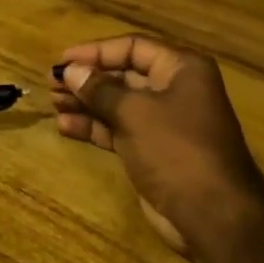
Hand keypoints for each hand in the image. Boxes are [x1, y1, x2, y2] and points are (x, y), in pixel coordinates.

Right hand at [52, 35, 263, 257]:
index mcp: (181, 69)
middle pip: (124, 74)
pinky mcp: (153, 150)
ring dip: (86, 102)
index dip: (95, 52)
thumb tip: (70, 71)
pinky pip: (119, 129)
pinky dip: (94, 126)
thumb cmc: (176, 149)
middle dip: (87, 78)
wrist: (212, 215)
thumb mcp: (134, 113)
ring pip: (118, 104)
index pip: (132, 47)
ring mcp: (164, 122)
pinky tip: (65, 126)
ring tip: (52, 103)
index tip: (62, 60)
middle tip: (51, 83)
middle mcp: (175, 89)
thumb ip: (99, 89)